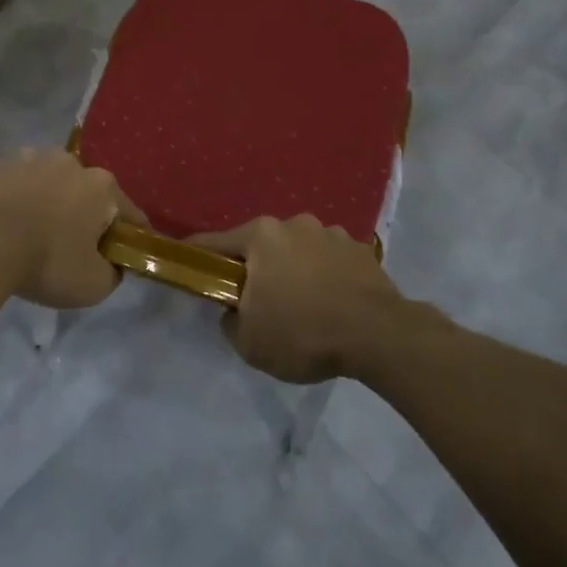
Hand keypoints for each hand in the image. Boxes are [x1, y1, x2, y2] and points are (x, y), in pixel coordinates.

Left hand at [0, 149, 144, 308]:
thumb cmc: (48, 261)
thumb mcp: (93, 285)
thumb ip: (113, 274)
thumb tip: (113, 264)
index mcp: (103, 186)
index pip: (130, 213)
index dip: (130, 236)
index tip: (123, 255)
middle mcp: (74, 162)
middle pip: (89, 193)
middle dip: (86, 215)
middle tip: (74, 247)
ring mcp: (35, 157)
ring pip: (53, 183)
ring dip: (52, 201)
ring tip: (36, 232)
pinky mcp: (2, 164)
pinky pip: (21, 183)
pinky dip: (21, 198)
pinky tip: (11, 222)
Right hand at [190, 215, 401, 382]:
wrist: (378, 335)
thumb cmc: (303, 333)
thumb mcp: (250, 343)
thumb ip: (230, 322)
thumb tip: (234, 310)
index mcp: (260, 236)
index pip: (214, 242)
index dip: (198, 256)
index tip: (188, 265)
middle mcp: (293, 224)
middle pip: (261, 245)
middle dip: (256, 268)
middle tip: (259, 301)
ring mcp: (330, 232)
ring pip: (298, 250)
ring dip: (294, 269)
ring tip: (304, 305)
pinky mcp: (359, 249)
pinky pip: (330, 260)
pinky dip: (325, 275)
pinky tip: (332, 303)